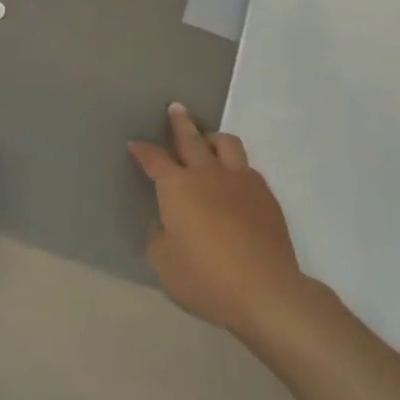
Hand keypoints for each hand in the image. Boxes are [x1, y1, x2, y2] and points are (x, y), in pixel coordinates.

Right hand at [129, 103, 311, 335]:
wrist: (265, 290)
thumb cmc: (205, 278)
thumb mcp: (164, 263)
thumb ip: (159, 237)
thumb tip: (164, 223)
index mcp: (177, 188)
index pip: (155, 160)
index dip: (143, 151)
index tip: (135, 144)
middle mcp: (207, 174)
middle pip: (191, 139)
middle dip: (179, 123)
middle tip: (175, 109)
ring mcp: (240, 180)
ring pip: (225, 143)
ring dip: (211, 137)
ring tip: (207, 140)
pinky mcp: (265, 193)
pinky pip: (246, 166)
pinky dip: (235, 165)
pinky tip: (233, 178)